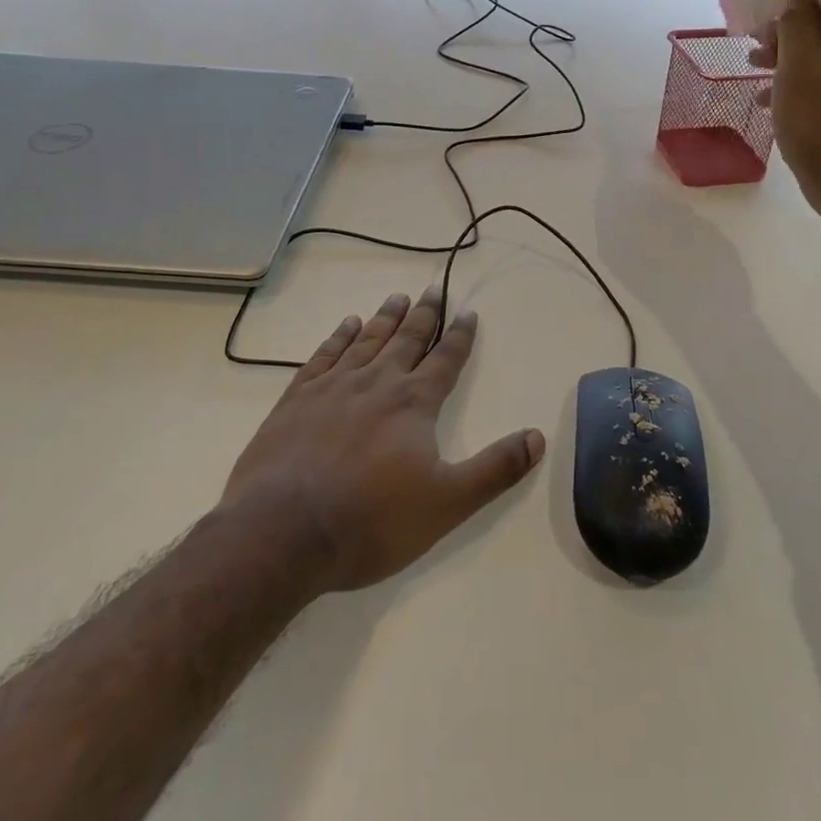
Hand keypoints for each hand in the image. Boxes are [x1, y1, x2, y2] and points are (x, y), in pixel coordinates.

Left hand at [220, 289, 545, 593]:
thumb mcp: (447, 503)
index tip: (468, 312)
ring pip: (366, 341)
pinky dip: (338, 337)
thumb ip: (495, 469)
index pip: (445, 360)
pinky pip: (323, 356)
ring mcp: (332, 388)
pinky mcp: (296, 399)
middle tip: (433, 289)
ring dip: (385, 318)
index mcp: (413, 403)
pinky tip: (345, 325)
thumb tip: (538, 436)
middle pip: (406, 340)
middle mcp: (376, 383)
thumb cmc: (371, 520)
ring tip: (397, 298)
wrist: (282, 532)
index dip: (459, 336)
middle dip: (424, 315)